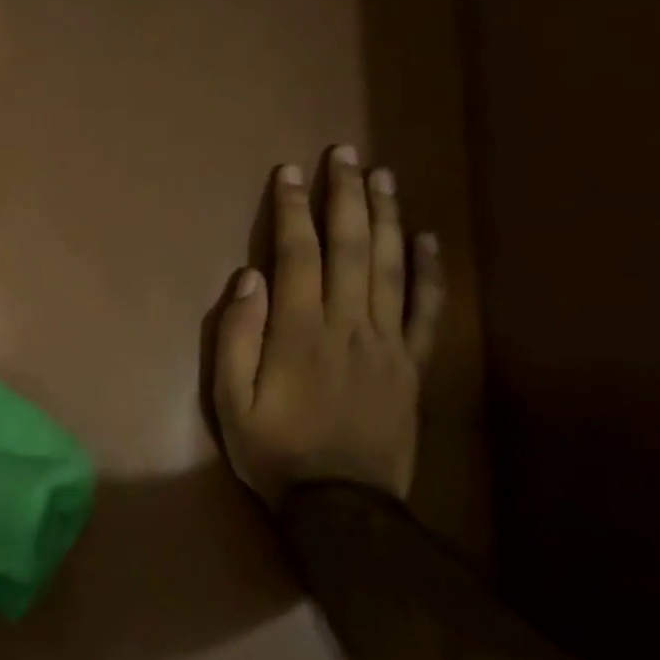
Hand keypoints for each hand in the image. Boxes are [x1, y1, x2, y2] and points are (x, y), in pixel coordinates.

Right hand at [214, 146, 444, 509]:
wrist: (340, 505)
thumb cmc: (273, 450)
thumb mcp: (230, 399)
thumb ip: (238, 336)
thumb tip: (248, 278)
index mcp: (300, 332)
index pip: (297, 255)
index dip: (291, 211)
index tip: (288, 173)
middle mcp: (348, 325)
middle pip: (351, 248)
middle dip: (345, 197)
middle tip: (344, 155)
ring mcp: (386, 343)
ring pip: (391, 268)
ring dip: (386, 218)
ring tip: (383, 177)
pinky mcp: (410, 365)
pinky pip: (425, 311)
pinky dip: (430, 273)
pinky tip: (428, 240)